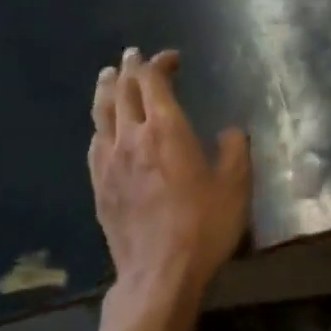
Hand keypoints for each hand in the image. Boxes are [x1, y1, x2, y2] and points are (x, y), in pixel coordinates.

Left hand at [89, 48, 251, 326]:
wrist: (159, 274)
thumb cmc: (203, 226)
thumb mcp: (235, 186)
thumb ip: (235, 150)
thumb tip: (231, 132)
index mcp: (165, 128)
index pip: (153, 81)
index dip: (159, 63)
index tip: (172, 59)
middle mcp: (131, 136)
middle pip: (123, 90)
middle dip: (131, 68)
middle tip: (135, 56)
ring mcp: (109, 161)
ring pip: (102, 112)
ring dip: (107, 88)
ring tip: (108, 76)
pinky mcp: (99, 185)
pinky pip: (95, 142)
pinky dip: (101, 123)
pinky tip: (103, 128)